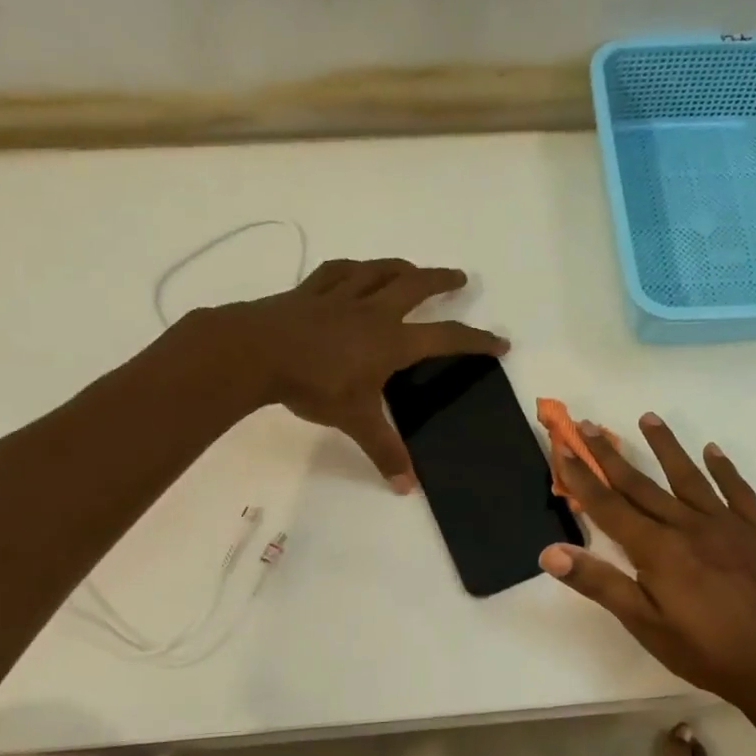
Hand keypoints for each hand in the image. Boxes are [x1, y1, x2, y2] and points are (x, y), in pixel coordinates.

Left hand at [199, 258, 506, 489]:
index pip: (446, 337)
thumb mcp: (354, 420)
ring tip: (412, 269)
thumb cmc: (313, 385)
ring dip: (401, 268)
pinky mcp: (309, 292)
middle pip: (415, 286)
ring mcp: (339, 296)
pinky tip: (354, 270)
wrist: (255, 352)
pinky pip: (337, 271)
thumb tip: (407, 488)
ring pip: (378, 271)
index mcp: (391, 341)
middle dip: (442, 281)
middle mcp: (373, 311)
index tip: (500, 341)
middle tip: (460, 278)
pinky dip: (352, 268)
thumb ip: (383, 451)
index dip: (476, 340)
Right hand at [540, 414, 755, 723]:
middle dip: (610, 455)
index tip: (563, 447)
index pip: (608, 505)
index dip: (582, 477)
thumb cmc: (707, 651)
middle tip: (590, 425)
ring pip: (688, 477)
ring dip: (665, 446)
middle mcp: (687, 525)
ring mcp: (726, 525)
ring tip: (647, 418)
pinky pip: (737, 491)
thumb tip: (550, 552)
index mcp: (657, 549)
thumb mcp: (646, 624)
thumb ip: (600, 584)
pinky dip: (724, 469)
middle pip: (641, 484)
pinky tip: (714, 450)